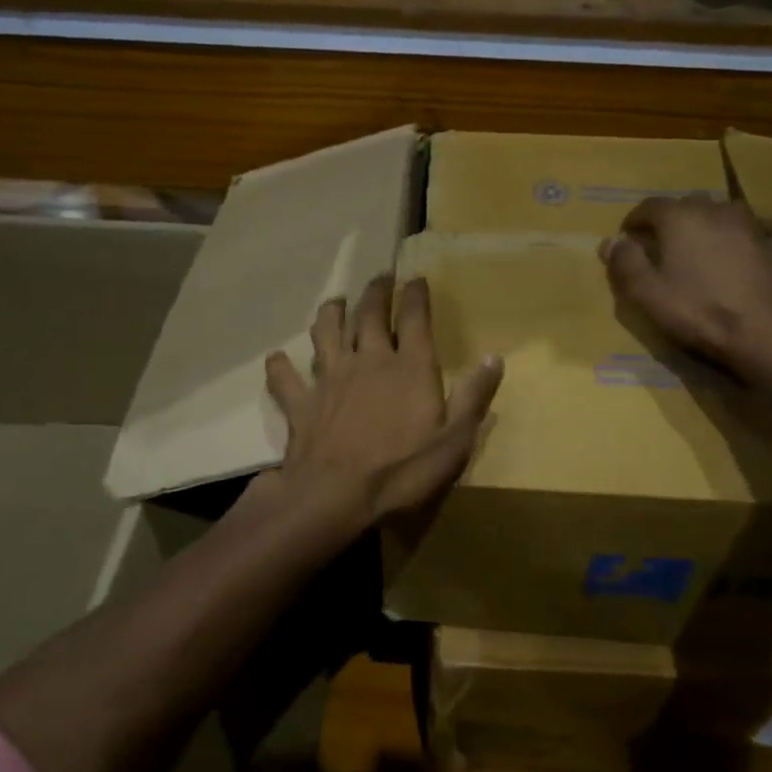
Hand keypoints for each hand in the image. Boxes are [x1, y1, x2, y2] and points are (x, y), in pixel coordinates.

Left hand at [258, 275, 502, 533]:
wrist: (335, 494)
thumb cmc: (402, 470)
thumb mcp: (454, 440)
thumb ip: (474, 396)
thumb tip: (495, 357)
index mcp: (409, 367)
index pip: (414, 318)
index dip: (416, 294)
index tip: (417, 279)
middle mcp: (368, 360)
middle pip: (370, 314)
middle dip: (377, 292)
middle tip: (381, 277)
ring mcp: (331, 377)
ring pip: (327, 332)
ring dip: (331, 313)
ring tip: (335, 301)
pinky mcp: (302, 401)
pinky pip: (286, 377)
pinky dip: (280, 366)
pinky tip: (277, 359)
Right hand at [601, 196, 771, 383]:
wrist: (761, 335)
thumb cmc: (697, 311)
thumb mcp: (646, 293)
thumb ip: (625, 263)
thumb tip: (610, 241)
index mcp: (680, 218)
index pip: (649, 206)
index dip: (634, 221)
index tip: (627, 239)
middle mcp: (715, 211)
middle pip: (686, 204)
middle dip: (670, 220)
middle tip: (660, 245)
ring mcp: (752, 227)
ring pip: (725, 210)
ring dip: (709, 221)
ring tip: (700, 243)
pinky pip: (768, 229)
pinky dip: (758, 230)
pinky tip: (755, 239)